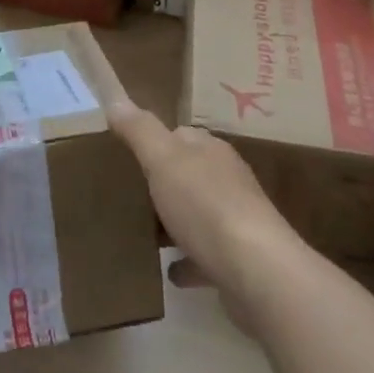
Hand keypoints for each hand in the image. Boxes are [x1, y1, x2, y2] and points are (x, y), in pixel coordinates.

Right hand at [107, 100, 298, 328]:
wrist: (257, 273)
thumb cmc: (206, 206)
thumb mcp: (164, 160)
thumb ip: (140, 131)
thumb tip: (116, 99)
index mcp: (211, 152)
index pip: (181, 135)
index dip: (154, 141)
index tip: (125, 153)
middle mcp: (228, 181)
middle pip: (190, 175)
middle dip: (163, 182)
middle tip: (127, 194)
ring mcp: (236, 222)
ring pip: (198, 215)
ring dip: (175, 222)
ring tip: (143, 231)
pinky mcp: (239, 261)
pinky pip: (205, 256)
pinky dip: (187, 261)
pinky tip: (170, 272)